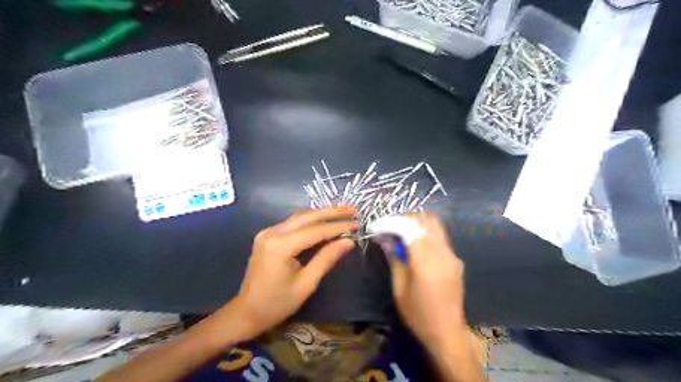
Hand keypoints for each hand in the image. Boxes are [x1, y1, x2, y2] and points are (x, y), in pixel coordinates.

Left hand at [235, 209, 356, 336]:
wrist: (247, 312)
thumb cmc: (277, 303)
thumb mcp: (306, 283)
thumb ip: (327, 259)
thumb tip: (348, 241)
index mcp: (280, 246)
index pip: (315, 230)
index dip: (338, 226)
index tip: (357, 224)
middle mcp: (272, 232)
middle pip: (307, 216)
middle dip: (332, 212)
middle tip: (353, 210)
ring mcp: (268, 232)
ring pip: (300, 216)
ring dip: (322, 214)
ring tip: (343, 213)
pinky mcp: (267, 236)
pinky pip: (293, 223)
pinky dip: (311, 221)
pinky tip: (324, 221)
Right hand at [388, 215, 468, 349]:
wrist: (447, 333)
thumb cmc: (418, 315)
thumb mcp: (399, 288)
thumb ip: (394, 259)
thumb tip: (386, 239)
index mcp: (427, 263)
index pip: (410, 229)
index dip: (391, 223)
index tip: (376, 226)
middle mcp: (443, 254)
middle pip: (426, 221)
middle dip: (406, 218)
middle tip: (389, 226)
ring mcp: (452, 256)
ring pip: (435, 227)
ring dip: (417, 223)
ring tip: (400, 232)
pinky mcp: (456, 260)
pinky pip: (440, 238)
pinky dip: (425, 233)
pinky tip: (415, 244)